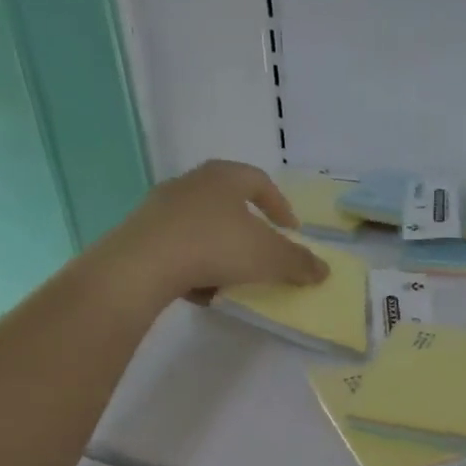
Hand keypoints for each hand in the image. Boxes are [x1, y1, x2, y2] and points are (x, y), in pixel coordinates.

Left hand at [108, 161, 329, 303]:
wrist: (143, 265)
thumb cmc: (216, 247)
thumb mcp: (269, 257)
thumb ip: (299, 263)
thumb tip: (324, 270)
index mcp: (224, 177)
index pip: (260, 182)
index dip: (280, 206)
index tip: (292, 231)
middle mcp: (191, 183)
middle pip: (228, 202)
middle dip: (248, 228)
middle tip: (262, 251)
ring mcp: (161, 207)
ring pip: (201, 225)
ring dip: (220, 248)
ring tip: (232, 276)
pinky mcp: (140, 234)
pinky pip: (178, 247)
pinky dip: (194, 264)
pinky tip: (201, 289)